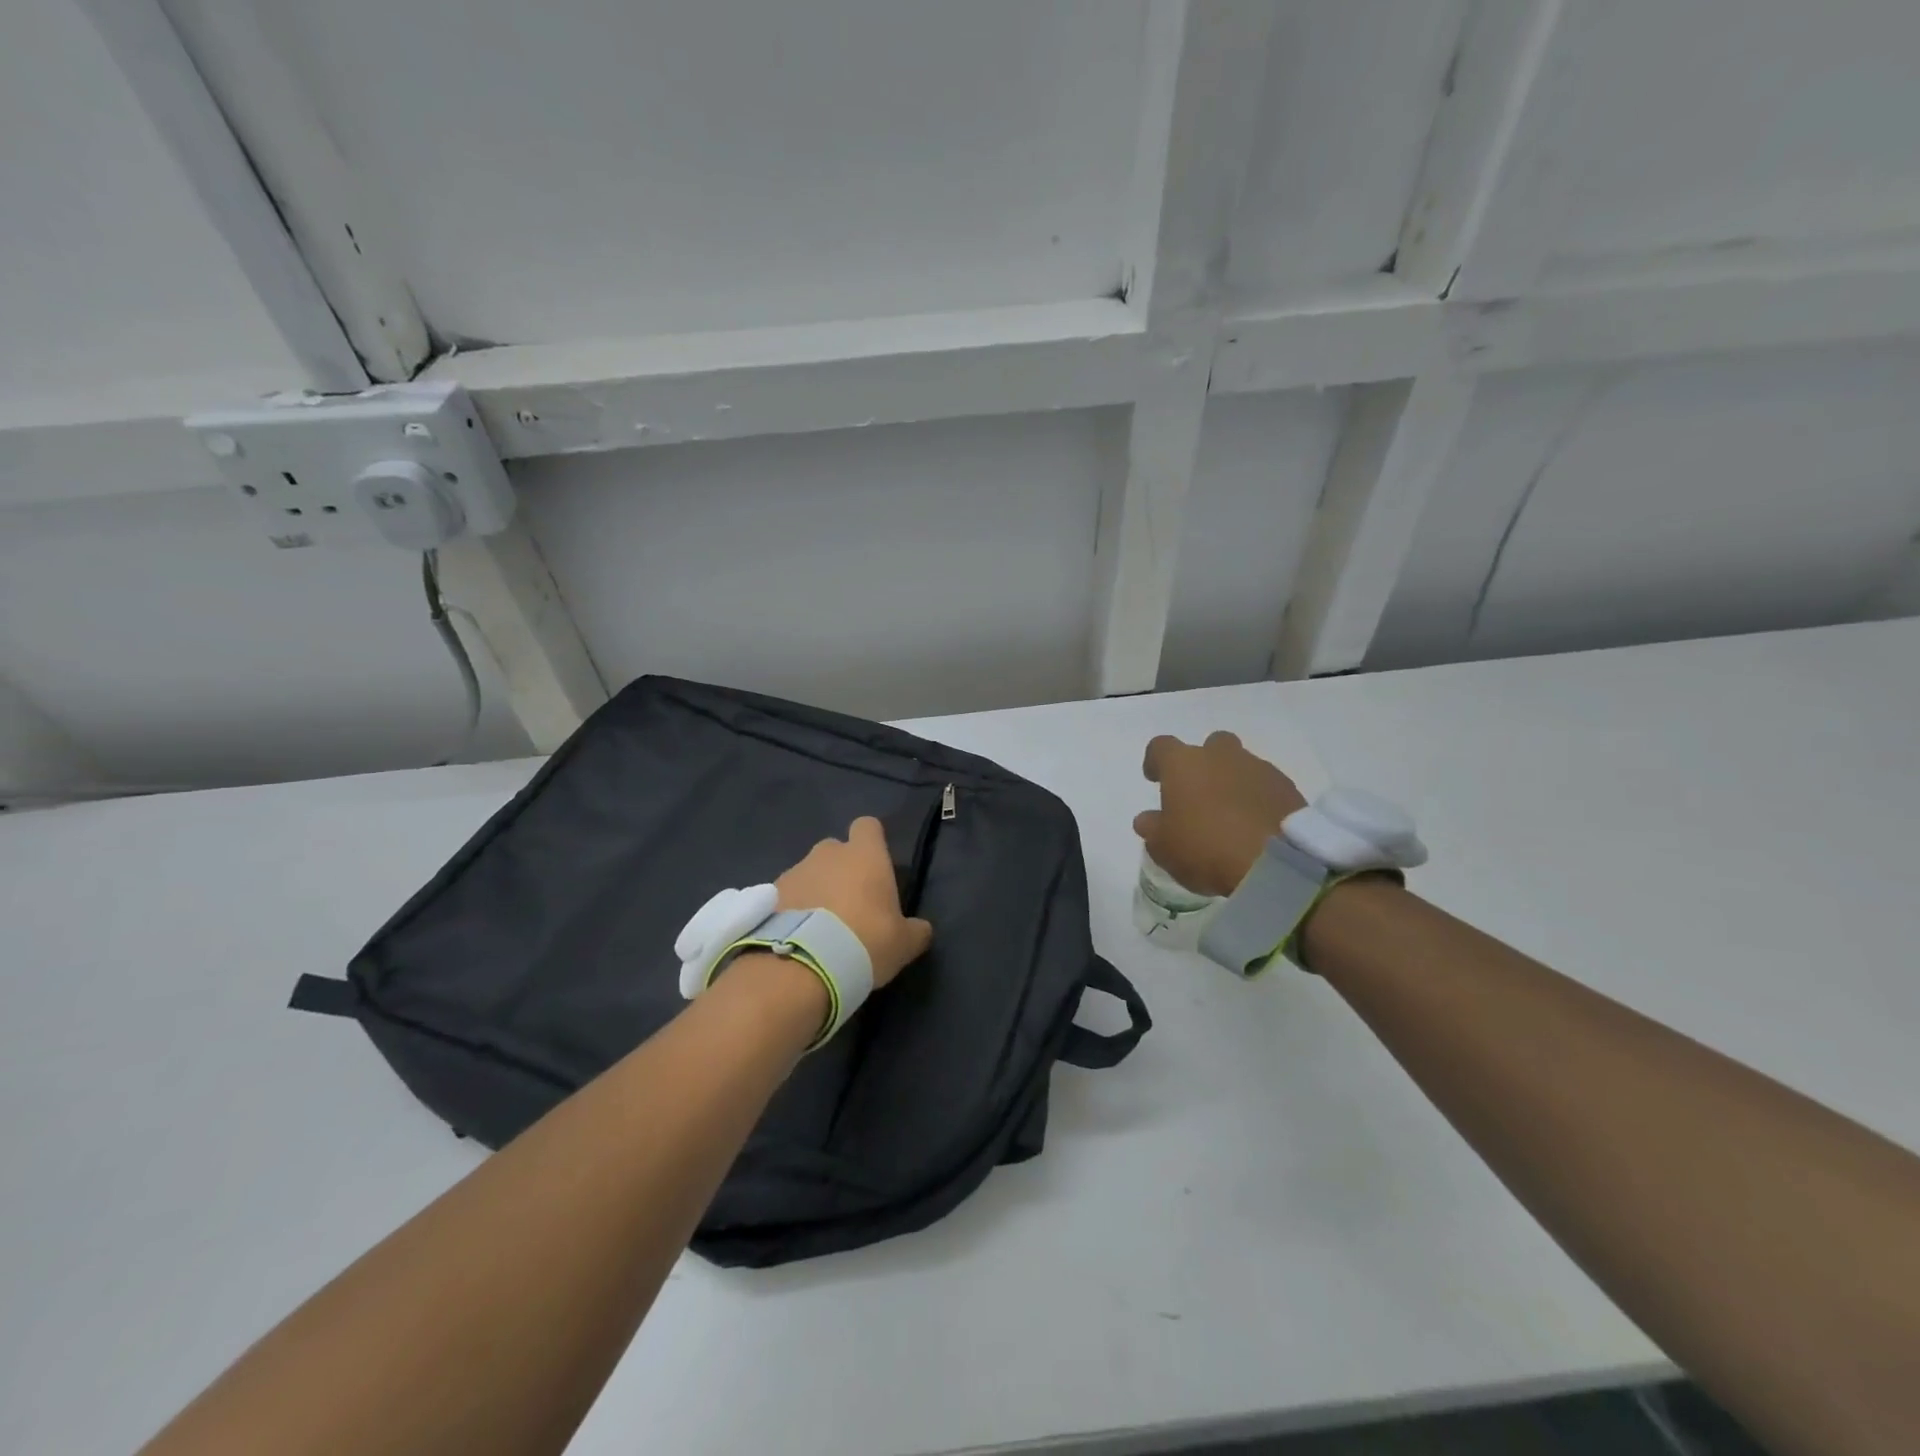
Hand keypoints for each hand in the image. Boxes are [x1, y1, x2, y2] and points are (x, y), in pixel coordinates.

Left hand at [776, 817, 932, 987]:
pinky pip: (787, 895)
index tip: (876, 867)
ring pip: (809, 873)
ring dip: (815, 891)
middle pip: (836, 850)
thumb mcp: (904, 943)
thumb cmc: (864, 942)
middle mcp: (827, 854)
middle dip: (841, 870)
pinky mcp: (768, 894)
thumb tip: (920, 928)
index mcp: (865, 855)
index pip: (868, 826)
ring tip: (820, 929)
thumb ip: (915, 930)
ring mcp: (794, 871)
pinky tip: (798, 938)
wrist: (801, 966)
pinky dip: (792, 910)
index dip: (872, 842)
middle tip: (850, 906)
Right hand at [1134, 731, 1307, 897]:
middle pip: (1210, 745)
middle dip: (1204, 764)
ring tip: (1230, 815)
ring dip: (1233, 782)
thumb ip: (1153, 829)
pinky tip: (1254, 825)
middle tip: (1199, 794)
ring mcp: (1259, 769)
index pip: (1161, 747)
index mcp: (1184, 764)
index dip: (1155, 761)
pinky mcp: (1288, 788)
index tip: (1154, 779)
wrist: (1277, 863)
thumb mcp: (1165, 848)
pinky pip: (1265, 786)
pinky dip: (1258, 799)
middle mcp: (1221, 756)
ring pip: (1241, 765)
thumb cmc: (1206, 848)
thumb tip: (1147, 819)